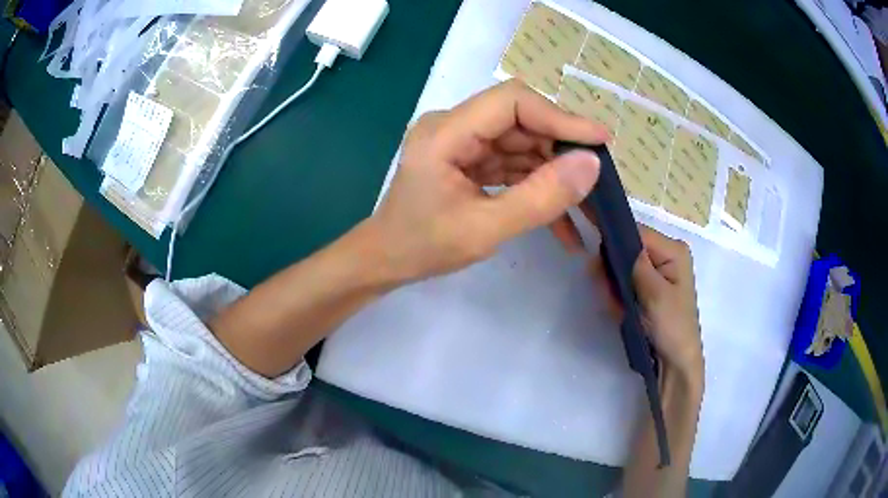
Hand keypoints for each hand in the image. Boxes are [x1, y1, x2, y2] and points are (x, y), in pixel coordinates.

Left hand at [366, 80, 607, 282]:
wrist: (386, 260)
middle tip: (599, 180)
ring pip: (523, 144)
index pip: (513, 102)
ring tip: (589, 209)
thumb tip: (591, 164)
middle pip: (522, 122)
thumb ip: (539, 198)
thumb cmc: (422, 247)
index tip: (600, 140)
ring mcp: (463, 143)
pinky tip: (564, 221)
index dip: (560, 117)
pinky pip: (513, 164)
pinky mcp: (471, 160)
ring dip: (556, 174)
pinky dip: (538, 187)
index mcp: (446, 132)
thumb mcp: (484, 229)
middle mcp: (455, 127)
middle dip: (562, 151)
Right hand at [588, 226, 702, 378]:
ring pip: (624, 267)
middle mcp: (666, 255)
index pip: (637, 233)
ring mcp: (657, 272)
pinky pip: (626, 282)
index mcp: (674, 250)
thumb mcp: (655, 294)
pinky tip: (619, 310)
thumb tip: (610, 239)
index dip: (615, 243)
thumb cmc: (672, 327)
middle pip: (628, 249)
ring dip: (614, 287)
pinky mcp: (649, 287)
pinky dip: (618, 295)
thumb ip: (635, 265)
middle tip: (608, 294)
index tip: (598, 265)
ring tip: (615, 307)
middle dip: (614, 271)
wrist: (677, 361)